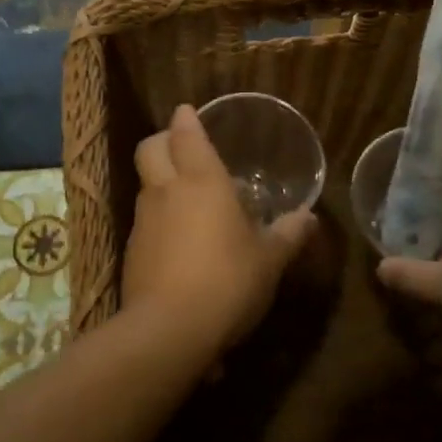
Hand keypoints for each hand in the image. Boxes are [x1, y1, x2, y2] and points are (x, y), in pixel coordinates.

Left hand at [120, 104, 315, 352]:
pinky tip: (178, 241)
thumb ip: (289, 235)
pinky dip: (158, 219)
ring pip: (145, 184)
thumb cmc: (227, 281)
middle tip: (182, 147)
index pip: (186, 134)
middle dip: (162, 140)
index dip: (186, 119)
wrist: (168, 330)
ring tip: (187, 198)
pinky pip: (144, 220)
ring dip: (160, 181)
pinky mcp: (131, 251)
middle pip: (150, 148)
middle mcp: (166, 190)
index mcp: (201, 181)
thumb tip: (309, 218)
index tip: (188, 111)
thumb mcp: (269, 260)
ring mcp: (143, 220)